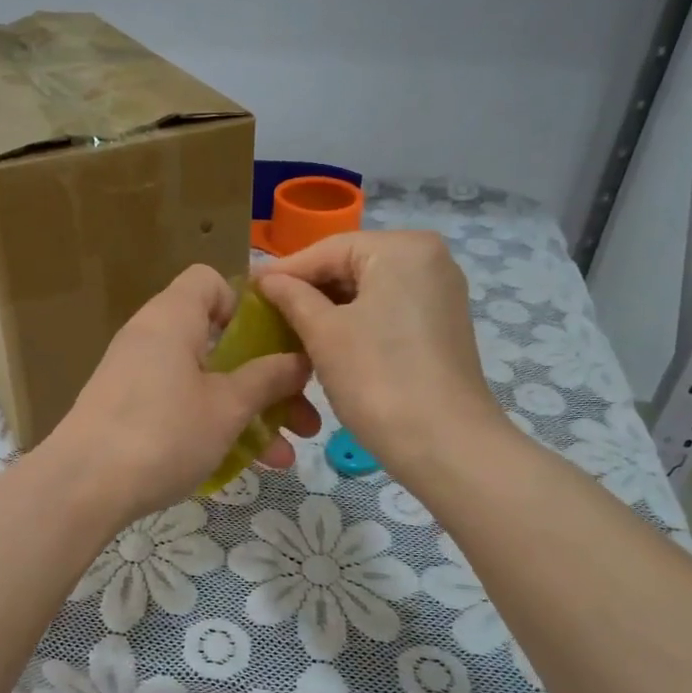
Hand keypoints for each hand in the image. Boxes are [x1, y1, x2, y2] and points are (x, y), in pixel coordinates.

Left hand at [45, 265, 319, 521]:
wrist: (81, 487)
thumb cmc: (163, 433)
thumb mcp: (227, 408)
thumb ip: (267, 379)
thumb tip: (298, 359)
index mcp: (172, 318)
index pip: (210, 281)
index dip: (247, 304)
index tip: (274, 343)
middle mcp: (151, 338)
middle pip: (218, 341)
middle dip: (266, 378)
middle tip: (302, 416)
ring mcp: (135, 376)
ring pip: (204, 382)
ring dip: (247, 413)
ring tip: (284, 457)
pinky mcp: (126, 411)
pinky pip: (180, 406)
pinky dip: (211, 426)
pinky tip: (243, 466)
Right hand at [257, 231, 501, 478]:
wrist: (444, 444)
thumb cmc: (378, 379)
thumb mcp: (324, 333)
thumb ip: (291, 297)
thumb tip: (265, 278)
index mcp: (403, 248)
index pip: (328, 249)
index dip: (284, 271)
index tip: (247, 290)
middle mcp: (428, 259)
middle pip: (350, 266)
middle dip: (307, 291)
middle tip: (264, 315)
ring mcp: (438, 293)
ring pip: (366, 291)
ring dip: (326, 311)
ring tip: (287, 332)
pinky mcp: (439, 325)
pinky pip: (385, 311)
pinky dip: (353, 324)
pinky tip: (323, 345)